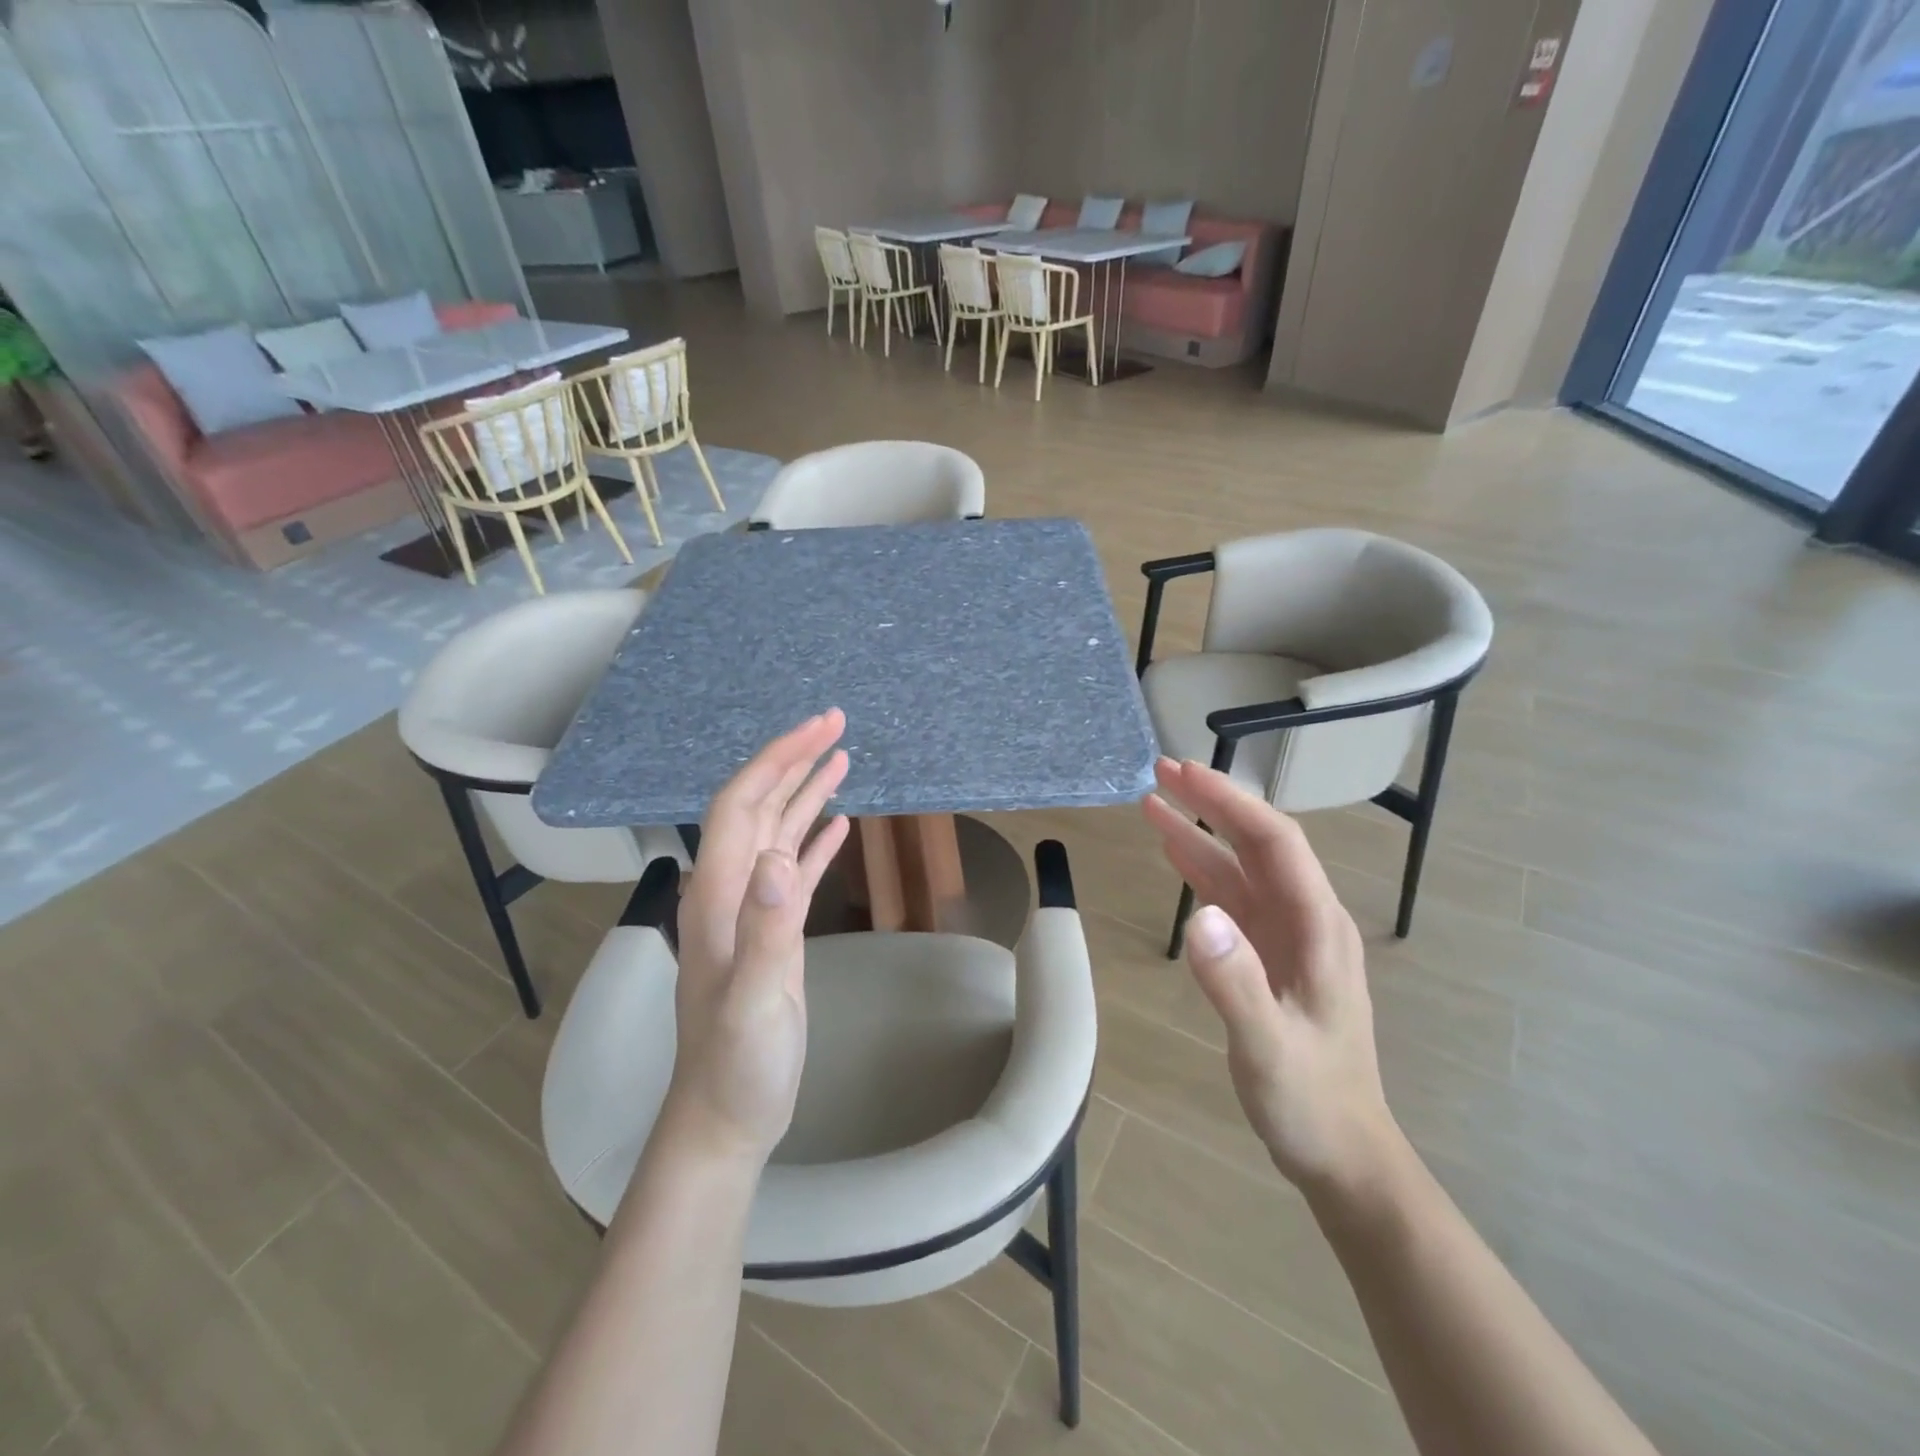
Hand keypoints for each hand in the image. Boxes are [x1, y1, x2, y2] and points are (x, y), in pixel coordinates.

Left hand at [664, 711, 850, 1165]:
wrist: (727, 1115)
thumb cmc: (737, 1063)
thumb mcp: (755, 1000)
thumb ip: (766, 929)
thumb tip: (780, 856)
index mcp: (717, 894)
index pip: (741, 804)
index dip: (778, 759)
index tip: (820, 729)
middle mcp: (729, 889)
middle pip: (758, 806)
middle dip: (794, 760)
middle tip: (837, 724)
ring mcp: (751, 910)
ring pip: (777, 832)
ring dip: (806, 792)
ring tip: (842, 758)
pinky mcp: (773, 930)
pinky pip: (795, 869)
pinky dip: (815, 839)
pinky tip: (838, 824)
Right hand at [1142, 757, 1399, 1191]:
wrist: (1343, 1153)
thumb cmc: (1312, 1103)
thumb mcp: (1269, 1050)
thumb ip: (1235, 983)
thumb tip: (1197, 916)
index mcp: (1317, 927)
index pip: (1274, 842)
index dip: (1229, 802)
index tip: (1183, 774)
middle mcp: (1306, 919)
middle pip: (1258, 843)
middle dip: (1212, 803)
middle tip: (1160, 772)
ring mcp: (1287, 936)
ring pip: (1240, 867)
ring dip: (1199, 833)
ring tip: (1152, 802)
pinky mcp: (1268, 954)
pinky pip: (1232, 897)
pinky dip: (1200, 869)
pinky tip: (1174, 853)